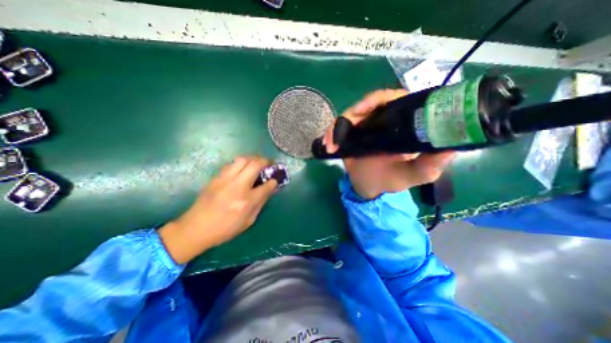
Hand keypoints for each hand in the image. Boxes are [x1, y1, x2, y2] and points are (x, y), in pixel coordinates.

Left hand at [159, 156, 277, 263]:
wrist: (195, 228)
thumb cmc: (225, 229)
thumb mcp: (248, 221)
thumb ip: (260, 203)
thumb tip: (269, 189)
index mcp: (247, 201)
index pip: (266, 185)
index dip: (274, 180)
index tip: (276, 178)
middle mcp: (237, 187)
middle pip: (255, 165)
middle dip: (265, 161)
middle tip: (269, 163)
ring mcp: (225, 180)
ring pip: (242, 159)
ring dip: (253, 158)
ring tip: (257, 162)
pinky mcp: (216, 178)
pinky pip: (231, 164)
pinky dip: (241, 163)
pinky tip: (243, 168)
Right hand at [322, 90, 454, 198]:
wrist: (370, 186)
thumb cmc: (393, 179)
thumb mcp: (414, 174)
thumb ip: (430, 165)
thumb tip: (450, 147)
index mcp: (401, 123)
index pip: (394, 99)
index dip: (379, 98)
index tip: (366, 108)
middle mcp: (383, 120)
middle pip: (367, 104)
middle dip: (353, 112)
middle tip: (345, 125)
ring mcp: (364, 126)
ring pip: (349, 115)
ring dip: (337, 127)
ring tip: (331, 143)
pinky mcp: (350, 134)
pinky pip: (338, 128)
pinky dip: (331, 135)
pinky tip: (328, 146)